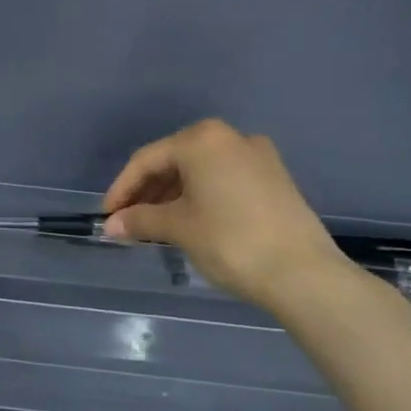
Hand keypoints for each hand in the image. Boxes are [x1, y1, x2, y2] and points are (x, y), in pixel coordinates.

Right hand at [102, 119, 347, 311]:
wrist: (303, 273)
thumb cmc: (230, 240)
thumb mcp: (177, 227)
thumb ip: (139, 220)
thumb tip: (111, 225)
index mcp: (202, 140)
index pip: (147, 160)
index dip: (121, 189)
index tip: (107, 216)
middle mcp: (230, 137)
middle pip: (174, 160)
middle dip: (147, 191)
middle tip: (129, 221)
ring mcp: (257, 156)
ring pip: (200, 170)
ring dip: (172, 194)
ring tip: (155, 225)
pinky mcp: (274, 178)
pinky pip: (223, 179)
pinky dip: (199, 196)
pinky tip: (189, 220)